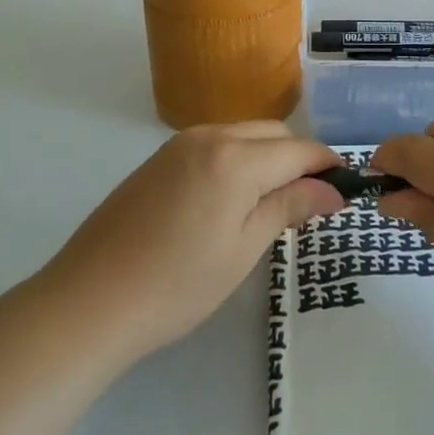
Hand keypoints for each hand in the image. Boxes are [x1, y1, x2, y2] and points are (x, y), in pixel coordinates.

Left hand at [38, 122, 343, 361]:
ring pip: (242, 135)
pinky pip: (213, 145)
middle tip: (309, 205)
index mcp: (235, 157)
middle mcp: (208, 136)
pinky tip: (230, 200)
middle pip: (272, 133)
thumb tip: (333, 190)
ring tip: (272, 204)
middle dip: (298, 159)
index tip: (344, 192)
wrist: (89, 301)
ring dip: (267, 157)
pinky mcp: (157, 159)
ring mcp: (178, 145)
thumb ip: (290, 207)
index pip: (299, 149)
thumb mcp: (244, 249)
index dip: (327, 166)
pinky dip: (236, 160)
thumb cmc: (177, 284)